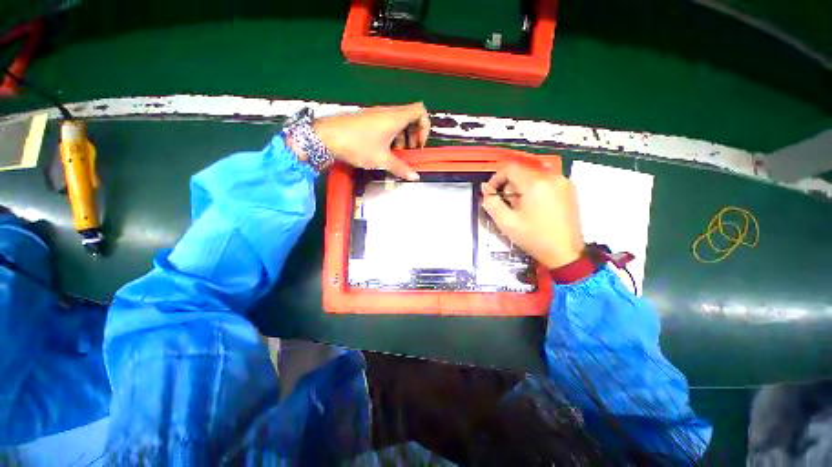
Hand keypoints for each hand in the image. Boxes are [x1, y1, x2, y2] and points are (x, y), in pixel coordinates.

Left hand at [312, 102, 429, 180]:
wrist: (326, 137)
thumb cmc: (358, 145)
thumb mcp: (382, 159)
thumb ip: (401, 168)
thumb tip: (415, 177)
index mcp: (395, 117)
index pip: (420, 111)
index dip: (424, 127)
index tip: (419, 145)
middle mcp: (388, 112)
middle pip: (410, 118)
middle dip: (414, 136)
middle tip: (409, 152)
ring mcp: (377, 115)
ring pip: (398, 123)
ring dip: (402, 139)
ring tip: (396, 155)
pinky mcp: (368, 120)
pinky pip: (387, 125)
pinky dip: (391, 137)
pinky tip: (384, 151)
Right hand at [481, 164, 584, 268]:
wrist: (564, 253)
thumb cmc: (533, 237)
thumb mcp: (506, 222)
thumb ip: (491, 202)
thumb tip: (485, 189)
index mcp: (536, 184)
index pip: (510, 169)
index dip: (497, 178)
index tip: (492, 192)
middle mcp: (552, 177)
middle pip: (522, 172)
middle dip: (509, 186)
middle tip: (506, 205)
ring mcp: (563, 183)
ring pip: (533, 177)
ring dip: (521, 188)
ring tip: (520, 208)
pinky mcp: (569, 190)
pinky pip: (545, 182)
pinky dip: (534, 190)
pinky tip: (534, 207)